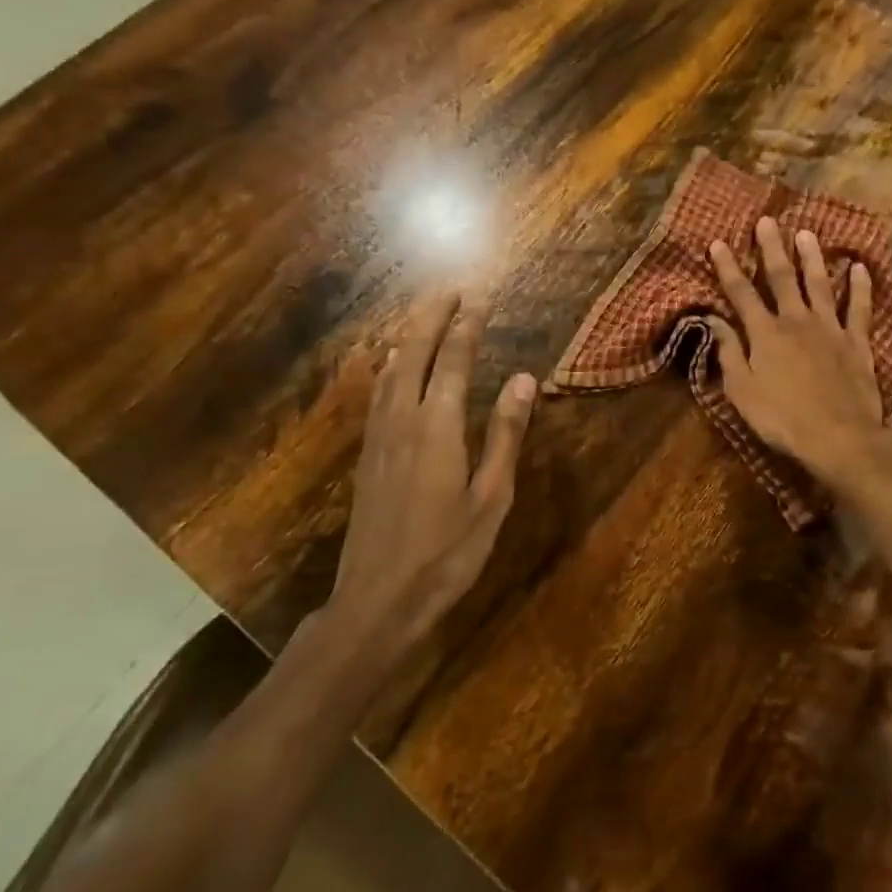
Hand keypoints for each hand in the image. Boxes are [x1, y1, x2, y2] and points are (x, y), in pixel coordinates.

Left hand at [328, 292, 535, 656]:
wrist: (377, 601)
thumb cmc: (447, 552)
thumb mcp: (491, 497)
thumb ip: (505, 434)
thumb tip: (524, 379)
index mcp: (437, 427)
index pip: (454, 361)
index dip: (467, 326)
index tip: (479, 297)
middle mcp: (402, 421)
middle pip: (414, 354)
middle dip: (431, 318)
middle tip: (449, 291)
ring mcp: (378, 438)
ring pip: (390, 371)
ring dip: (409, 337)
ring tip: (424, 316)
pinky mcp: (367, 456)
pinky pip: (378, 394)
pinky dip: (390, 366)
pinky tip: (392, 368)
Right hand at [706, 216, 889, 487]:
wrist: (838, 437)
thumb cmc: (782, 418)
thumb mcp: (742, 391)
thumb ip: (729, 353)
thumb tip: (713, 320)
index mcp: (765, 334)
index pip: (741, 294)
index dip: (728, 268)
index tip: (718, 242)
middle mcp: (796, 321)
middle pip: (781, 278)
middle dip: (772, 248)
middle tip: (767, 220)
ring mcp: (830, 328)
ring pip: (819, 284)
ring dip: (811, 258)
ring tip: (807, 233)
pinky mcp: (857, 342)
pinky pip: (859, 308)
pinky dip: (859, 287)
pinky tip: (859, 267)